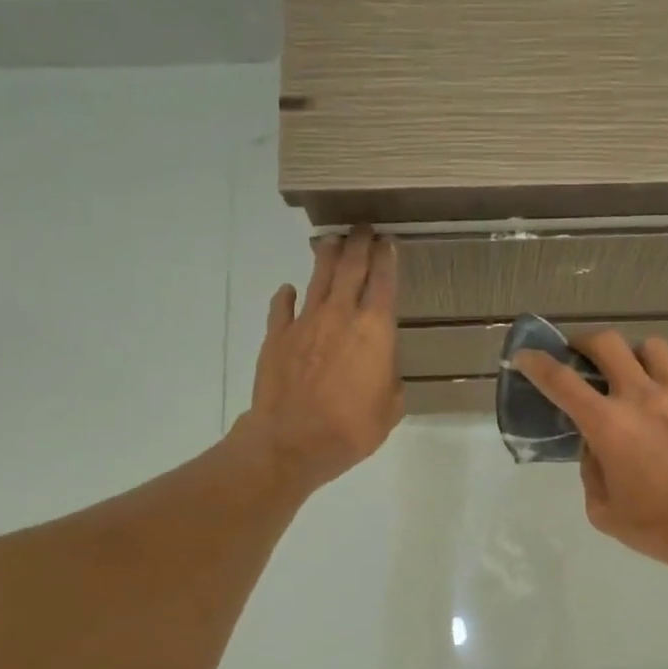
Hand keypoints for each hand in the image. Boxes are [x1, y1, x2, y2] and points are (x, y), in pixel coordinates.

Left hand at [237, 225, 402, 494]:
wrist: (293, 440)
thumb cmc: (352, 428)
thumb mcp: (390, 408)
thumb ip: (390, 379)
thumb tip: (382, 368)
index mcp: (375, 330)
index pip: (384, 282)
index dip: (388, 259)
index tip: (388, 243)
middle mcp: (341, 315)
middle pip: (351, 267)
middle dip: (359, 244)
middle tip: (363, 228)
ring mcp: (305, 322)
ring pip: (318, 278)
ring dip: (326, 257)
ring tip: (331, 243)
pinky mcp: (277, 336)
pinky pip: (283, 307)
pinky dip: (287, 296)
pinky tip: (289, 290)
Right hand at [514, 332, 667, 575]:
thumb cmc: (660, 525)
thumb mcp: (604, 510)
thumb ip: (591, 470)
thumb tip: (595, 445)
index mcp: (608, 424)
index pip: (561, 381)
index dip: (536, 363)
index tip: (525, 356)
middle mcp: (641, 396)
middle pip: (606, 343)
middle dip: (584, 343)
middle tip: (580, 357)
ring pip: (650, 346)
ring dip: (632, 356)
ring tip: (631, 375)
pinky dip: (667, 374)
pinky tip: (667, 396)